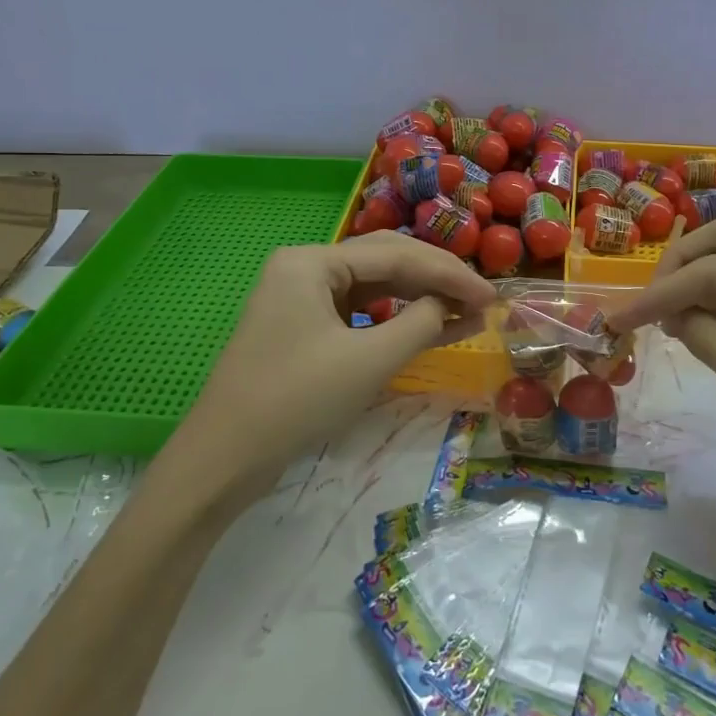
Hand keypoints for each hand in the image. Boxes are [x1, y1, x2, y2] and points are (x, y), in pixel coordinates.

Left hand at [178, 232, 496, 485]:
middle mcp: (305, 267)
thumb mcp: (369, 361)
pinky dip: (395, 321)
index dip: (449, 274)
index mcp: (312, 260)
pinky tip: (429, 329)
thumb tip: (450, 305)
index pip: (395, 255)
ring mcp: (302, 297)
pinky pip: (359, 313)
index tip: (492, 295)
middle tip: (482, 300)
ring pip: (374, 287)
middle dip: (436, 280)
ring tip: (466, 314)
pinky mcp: (304, 327)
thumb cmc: (296, 400)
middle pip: (385, 262)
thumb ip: (420, 323)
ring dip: (419, 299)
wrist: (224, 460)